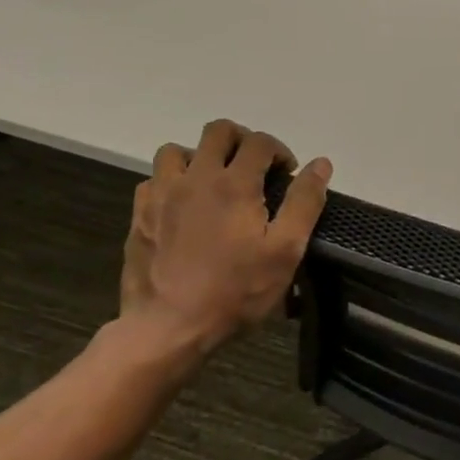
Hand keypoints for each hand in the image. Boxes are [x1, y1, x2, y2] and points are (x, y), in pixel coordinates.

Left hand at [118, 119, 330, 375]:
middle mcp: (195, 177)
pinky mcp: (139, 215)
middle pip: (217, 131)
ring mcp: (161, 195)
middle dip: (242, 141)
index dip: (280, 151)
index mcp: (234, 183)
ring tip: (215, 183)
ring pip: (177, 151)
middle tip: (255, 169)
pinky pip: (154, 180)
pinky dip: (172, 183)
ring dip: (200, 157)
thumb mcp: (285, 251)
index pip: (260, 142)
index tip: (287, 175)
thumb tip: (320, 164)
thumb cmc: (235, 291)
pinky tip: (183, 207)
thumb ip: (304, 202)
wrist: (168, 328)